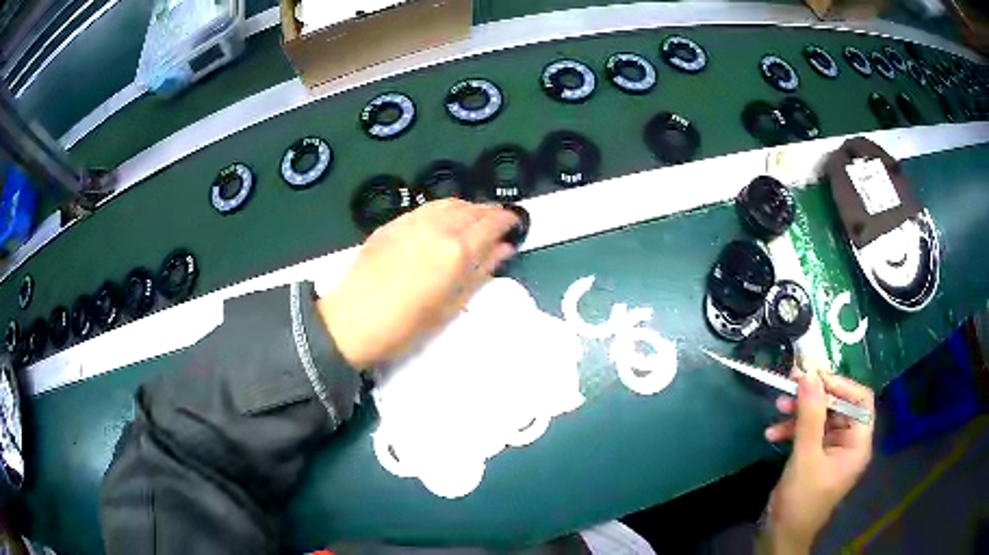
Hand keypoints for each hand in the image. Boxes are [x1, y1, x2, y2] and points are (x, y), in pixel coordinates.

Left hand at [317, 199, 519, 368]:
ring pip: (448, 203)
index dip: (506, 221)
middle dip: (489, 212)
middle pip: (471, 209)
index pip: (491, 224)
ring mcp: (412, 222)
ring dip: (467, 207)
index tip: (515, 224)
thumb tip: (504, 249)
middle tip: (497, 223)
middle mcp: (437, 228)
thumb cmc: (407, 325)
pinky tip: (443, 222)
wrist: (353, 321)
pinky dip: (443, 209)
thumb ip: (481, 272)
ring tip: (473, 220)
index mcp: (456, 250)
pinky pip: (426, 208)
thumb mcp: (451, 305)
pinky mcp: (392, 223)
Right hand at [763, 368, 874, 553]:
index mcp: (857, 443)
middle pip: (838, 406)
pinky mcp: (815, 457)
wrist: (781, 535)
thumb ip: (810, 415)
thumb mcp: (806, 457)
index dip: (841, 384)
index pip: (860, 400)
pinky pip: (808, 433)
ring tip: (778, 407)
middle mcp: (849, 443)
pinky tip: (773, 432)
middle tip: (791, 384)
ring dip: (799, 412)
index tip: (815, 376)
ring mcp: (831, 450)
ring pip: (821, 418)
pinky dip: (792, 430)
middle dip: (814, 397)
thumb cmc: (801, 500)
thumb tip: (809, 374)